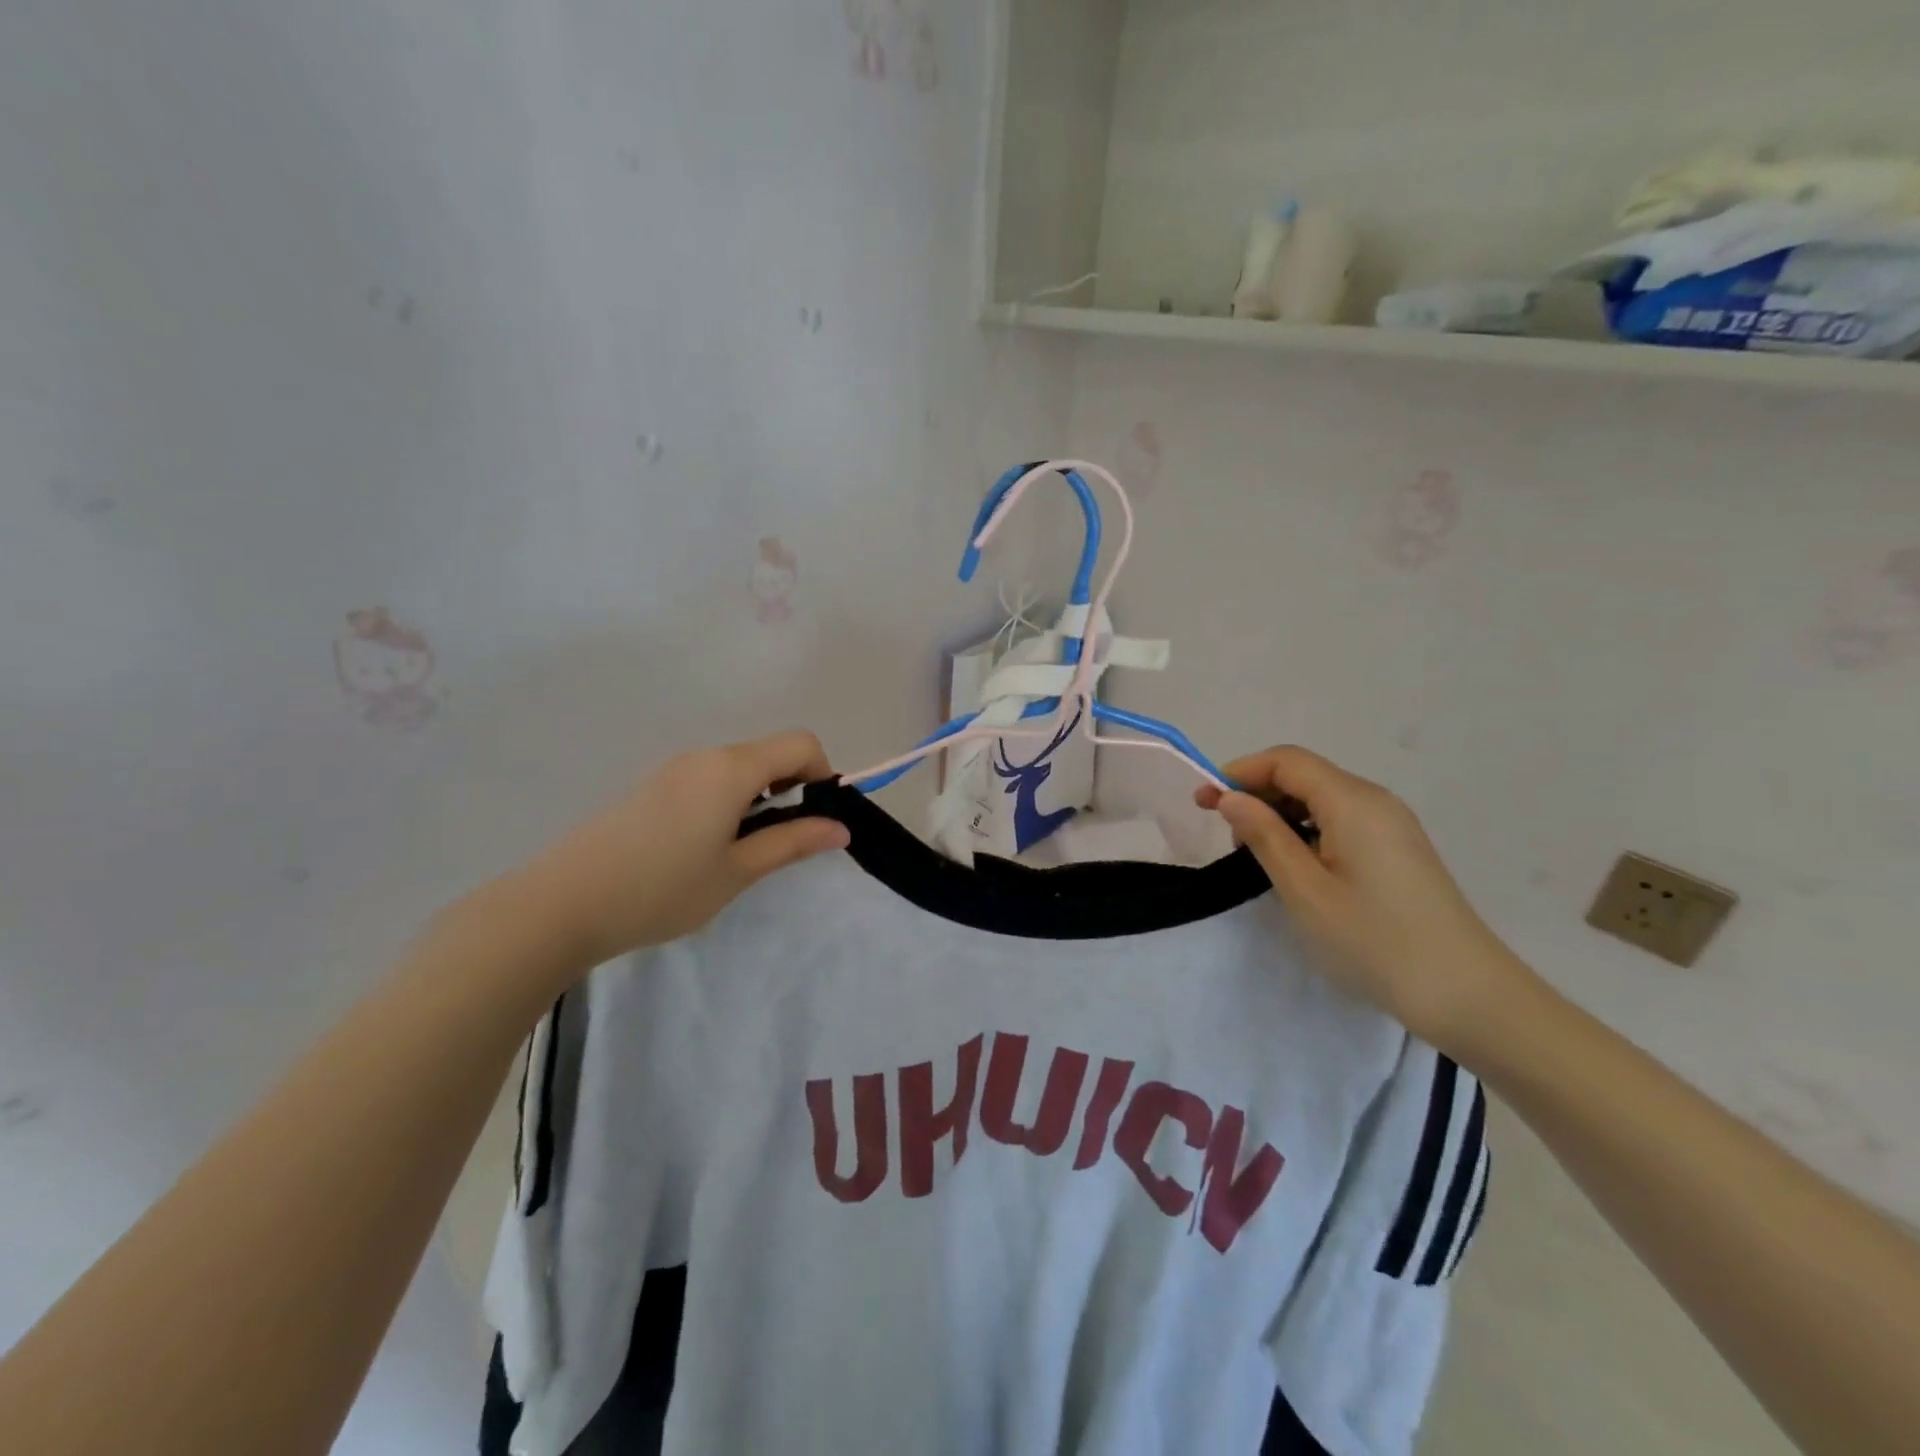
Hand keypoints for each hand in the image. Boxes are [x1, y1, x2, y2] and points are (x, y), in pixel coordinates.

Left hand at [508, 730, 849, 970]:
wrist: (560, 905)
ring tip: (740, 853)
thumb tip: (840, 828)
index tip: (816, 820)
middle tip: (781, 843)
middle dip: (791, 789)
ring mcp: (672, 769)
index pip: (800, 743)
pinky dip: (727, 802)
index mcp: (731, 768)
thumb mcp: (737, 871)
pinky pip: (707, 780)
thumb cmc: (662, 889)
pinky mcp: (650, 787)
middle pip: (769, 753)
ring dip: (758, 798)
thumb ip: (792, 843)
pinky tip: (702, 849)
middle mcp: (704, 756)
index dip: (822, 775)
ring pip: (737, 768)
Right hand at [1197, 746, 1535, 1053]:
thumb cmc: (1374, 941)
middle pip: (1304, 774)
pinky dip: (1307, 829)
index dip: (1240, 773)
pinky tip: (1296, 865)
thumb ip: (1264, 835)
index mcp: (1352, 802)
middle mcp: (1375, 800)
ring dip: (1280, 813)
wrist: (1467, 994)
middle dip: (1257, 792)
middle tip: (1224, 834)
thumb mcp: (1305, 890)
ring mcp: (1392, 825)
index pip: (1286, 761)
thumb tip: (1231, 797)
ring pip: (1322, 797)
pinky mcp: (1398, 849)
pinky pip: (1342, 819)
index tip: (1204, 803)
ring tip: (1254, 854)